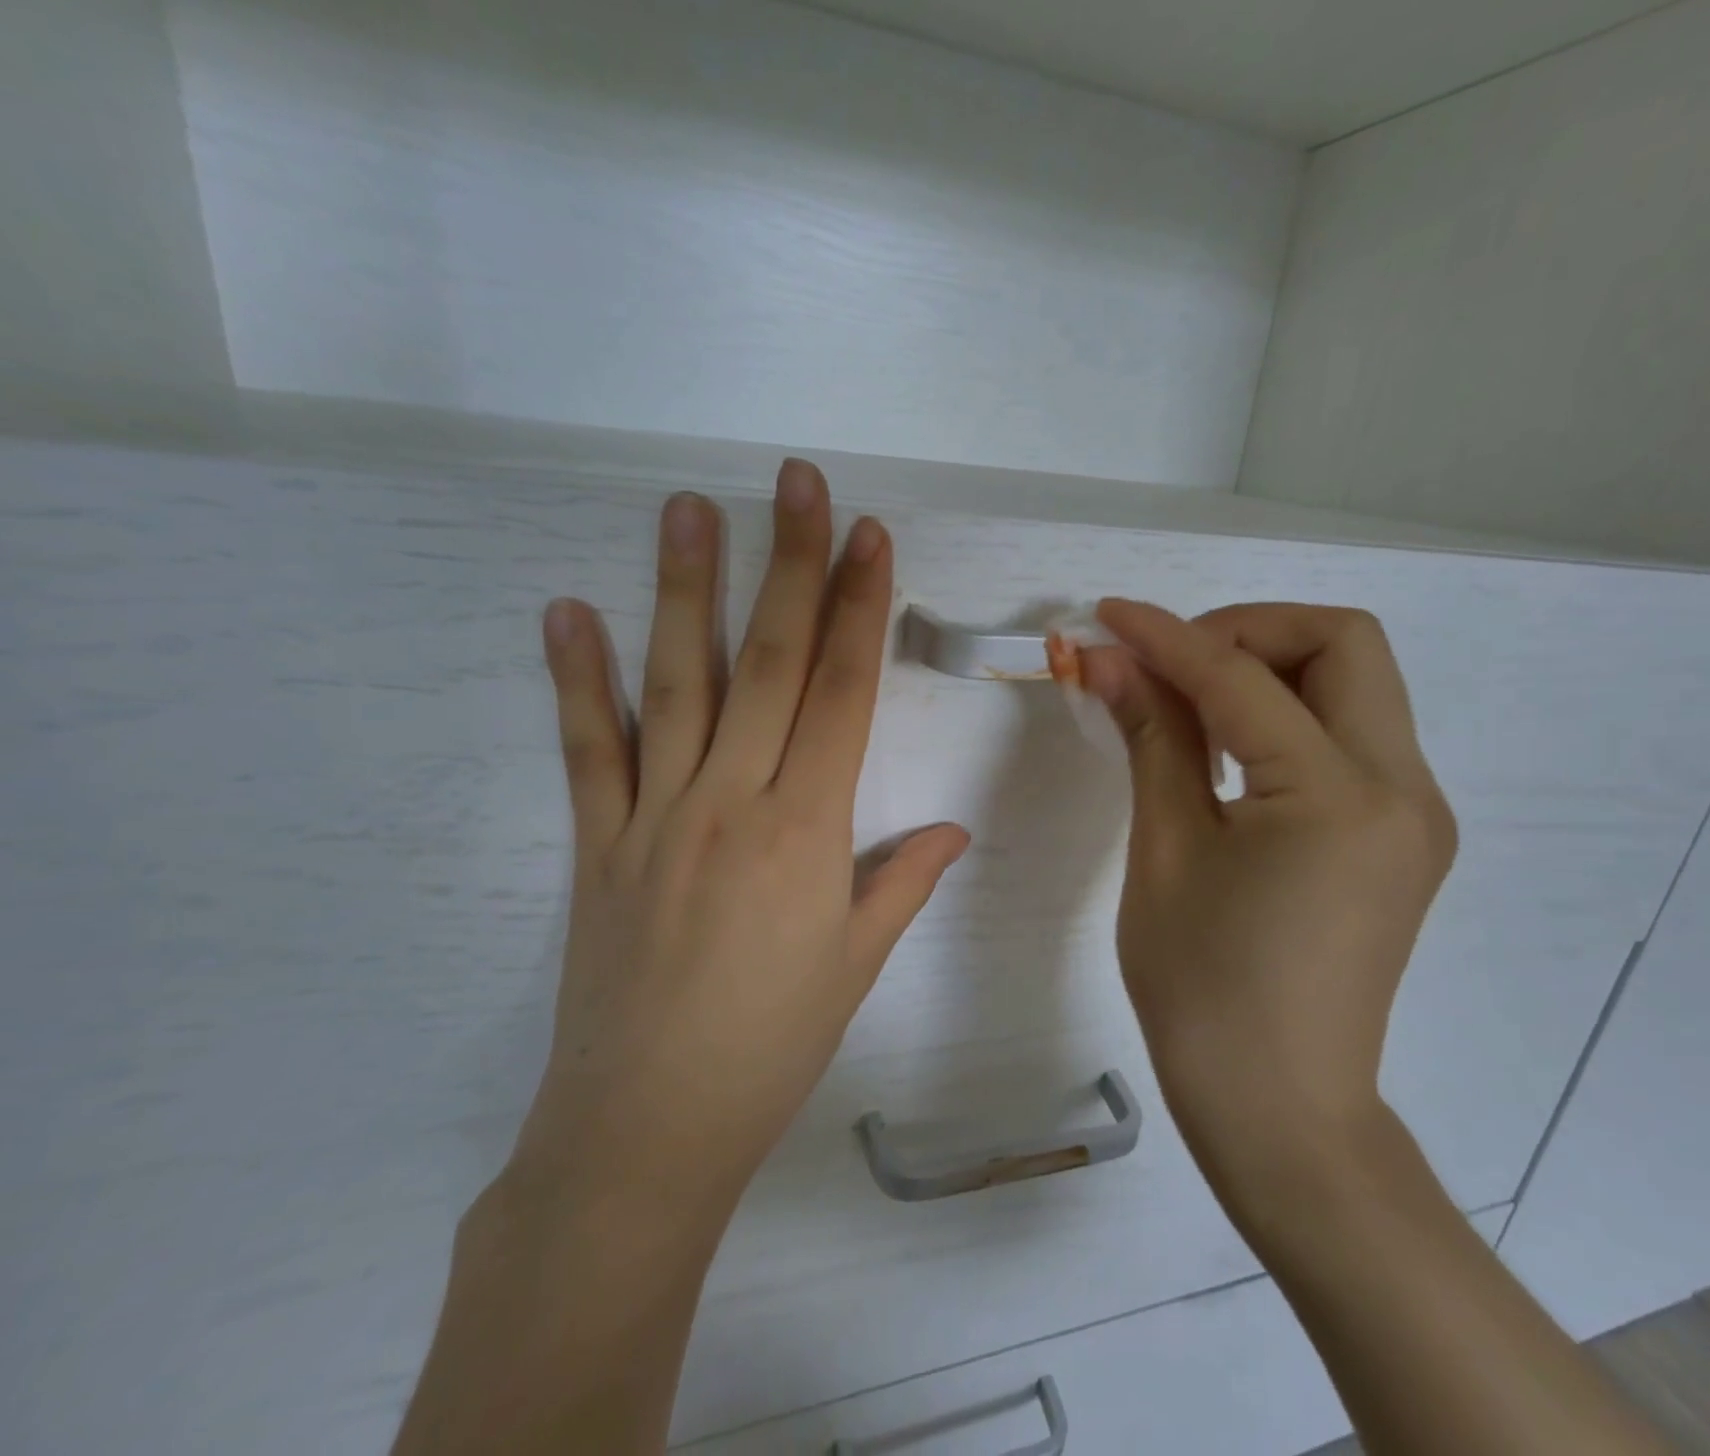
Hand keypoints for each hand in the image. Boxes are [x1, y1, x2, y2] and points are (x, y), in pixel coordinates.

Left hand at [509, 460, 970, 1223]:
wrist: (647, 1129)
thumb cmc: (771, 1047)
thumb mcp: (856, 963)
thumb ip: (902, 880)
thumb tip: (954, 829)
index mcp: (806, 830)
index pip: (844, 692)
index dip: (861, 608)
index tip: (869, 537)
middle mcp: (732, 801)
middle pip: (772, 662)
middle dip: (791, 564)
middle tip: (794, 482)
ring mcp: (654, 816)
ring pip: (679, 682)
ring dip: (686, 589)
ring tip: (689, 507)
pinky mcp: (596, 844)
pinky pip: (588, 749)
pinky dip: (577, 679)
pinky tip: (568, 612)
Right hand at [1080, 600, 1455, 1192]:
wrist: (1279, 1109)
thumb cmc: (1202, 989)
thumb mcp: (1165, 851)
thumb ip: (1150, 737)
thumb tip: (1110, 660)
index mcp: (1338, 796)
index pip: (1243, 678)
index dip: (1168, 636)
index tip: (1107, 615)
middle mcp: (1402, 788)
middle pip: (1342, 643)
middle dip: (1246, 631)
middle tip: (1170, 665)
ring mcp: (1413, 812)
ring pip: (1355, 682)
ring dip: (1269, 668)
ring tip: (1188, 706)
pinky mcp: (1401, 834)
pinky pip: (1351, 734)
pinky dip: (1287, 715)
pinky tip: (1228, 751)